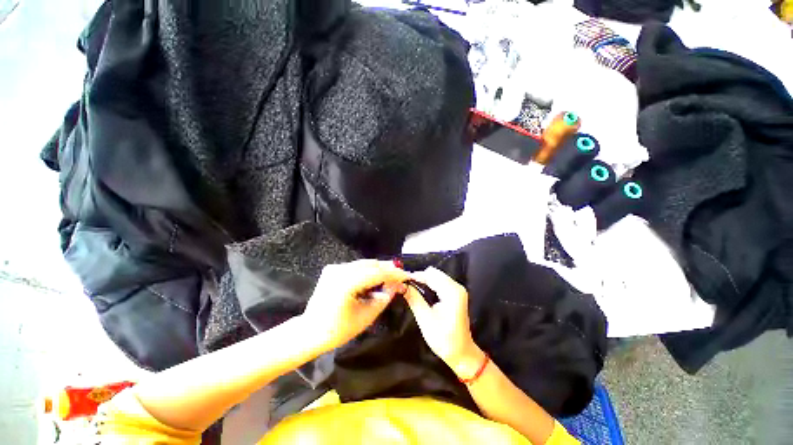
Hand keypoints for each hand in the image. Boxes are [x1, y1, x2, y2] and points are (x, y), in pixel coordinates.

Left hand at [302, 259, 408, 351]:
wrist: (310, 332)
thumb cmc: (338, 330)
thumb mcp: (366, 316)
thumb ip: (383, 298)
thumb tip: (396, 285)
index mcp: (346, 283)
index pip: (376, 272)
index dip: (394, 273)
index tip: (407, 276)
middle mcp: (340, 270)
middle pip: (371, 264)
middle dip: (388, 269)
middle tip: (401, 276)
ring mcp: (335, 268)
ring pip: (364, 264)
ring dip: (379, 269)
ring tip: (392, 277)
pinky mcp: (333, 269)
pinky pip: (356, 267)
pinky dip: (368, 271)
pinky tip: (376, 278)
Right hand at [403, 267, 484, 377]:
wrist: (461, 353)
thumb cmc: (444, 339)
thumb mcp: (425, 319)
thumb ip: (414, 298)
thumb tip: (401, 285)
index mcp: (452, 292)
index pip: (430, 275)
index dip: (415, 276)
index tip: (400, 280)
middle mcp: (456, 286)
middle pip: (434, 273)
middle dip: (419, 277)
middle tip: (405, 285)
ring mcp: (457, 289)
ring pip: (436, 276)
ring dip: (423, 280)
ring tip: (410, 288)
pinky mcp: (456, 293)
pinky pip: (440, 281)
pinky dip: (429, 283)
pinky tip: (421, 291)